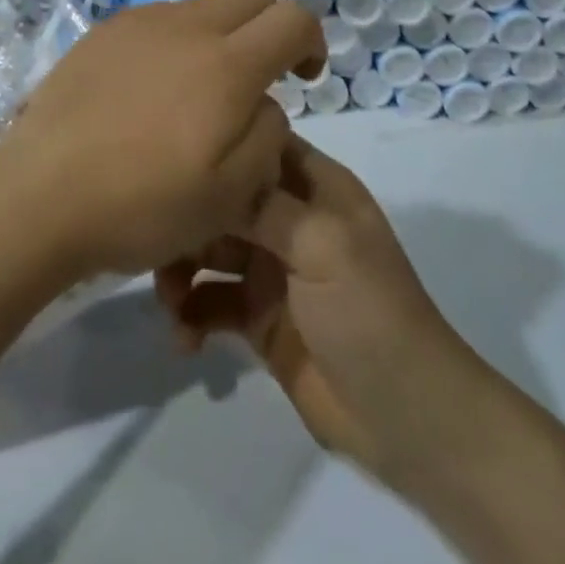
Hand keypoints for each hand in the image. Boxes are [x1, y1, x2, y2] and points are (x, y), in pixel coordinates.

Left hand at [0, 0, 324, 281]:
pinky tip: (150, 90)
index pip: (292, 18)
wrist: (41, 194)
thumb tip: (264, 101)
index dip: (311, 41)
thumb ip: (267, 134)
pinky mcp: (104, 31)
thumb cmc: (142, 205)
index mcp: (226, 65)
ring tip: (197, 91)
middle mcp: (186, 27)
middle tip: (261, 77)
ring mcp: (139, 23)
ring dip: (220, 34)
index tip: (303, 78)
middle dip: (271, 26)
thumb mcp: (230, 194)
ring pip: (202, 6)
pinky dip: (176, 41)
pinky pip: (158, 20)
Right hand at [154, 136, 488, 487]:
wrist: (407, 422)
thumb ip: (263, 204)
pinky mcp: (257, 317)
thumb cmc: (369, 313)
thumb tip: (211, 166)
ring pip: (209, 247)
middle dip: (188, 218)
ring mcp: (272, 269)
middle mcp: (290, 218)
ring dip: (181, 269)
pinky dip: (191, 314)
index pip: (260, 143)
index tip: (169, 149)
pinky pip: (210, 300)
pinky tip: (185, 339)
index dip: (221, 141)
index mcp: (316, 187)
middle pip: (224, 197)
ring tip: (170, 303)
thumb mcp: (322, 245)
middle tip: (157, 247)